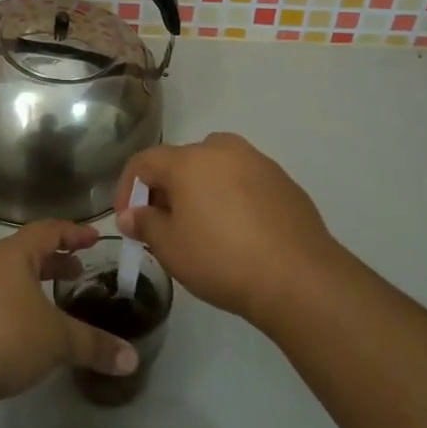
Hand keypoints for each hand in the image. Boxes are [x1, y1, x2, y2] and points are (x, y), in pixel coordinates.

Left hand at [0, 221, 138, 404]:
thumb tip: (132, 359)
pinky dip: (5, 301)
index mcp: (11, 254)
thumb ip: (94, 346)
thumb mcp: (57, 341)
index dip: (73, 233)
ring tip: (46, 303)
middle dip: (51, 261)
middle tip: (75, 273)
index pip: (48, 231)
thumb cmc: (4, 337)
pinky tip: (14, 328)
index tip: (94, 239)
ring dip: (26, 282)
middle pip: (23, 251)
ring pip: (1, 273)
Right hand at [115, 133, 344, 327]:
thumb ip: (145, 225)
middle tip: (164, 223)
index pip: (144, 162)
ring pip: (216, 167)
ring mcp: (258, 162)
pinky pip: (244, 181)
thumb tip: (131, 215)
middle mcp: (222, 150)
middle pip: (181, 160)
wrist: (299, 277)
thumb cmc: (222, 259)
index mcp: (189, 160)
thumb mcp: (171, 248)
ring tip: (202, 225)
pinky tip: (238, 231)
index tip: (127, 220)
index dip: (128, 189)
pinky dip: (232, 196)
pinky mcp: (283, 181)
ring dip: (200, 189)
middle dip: (166, 189)